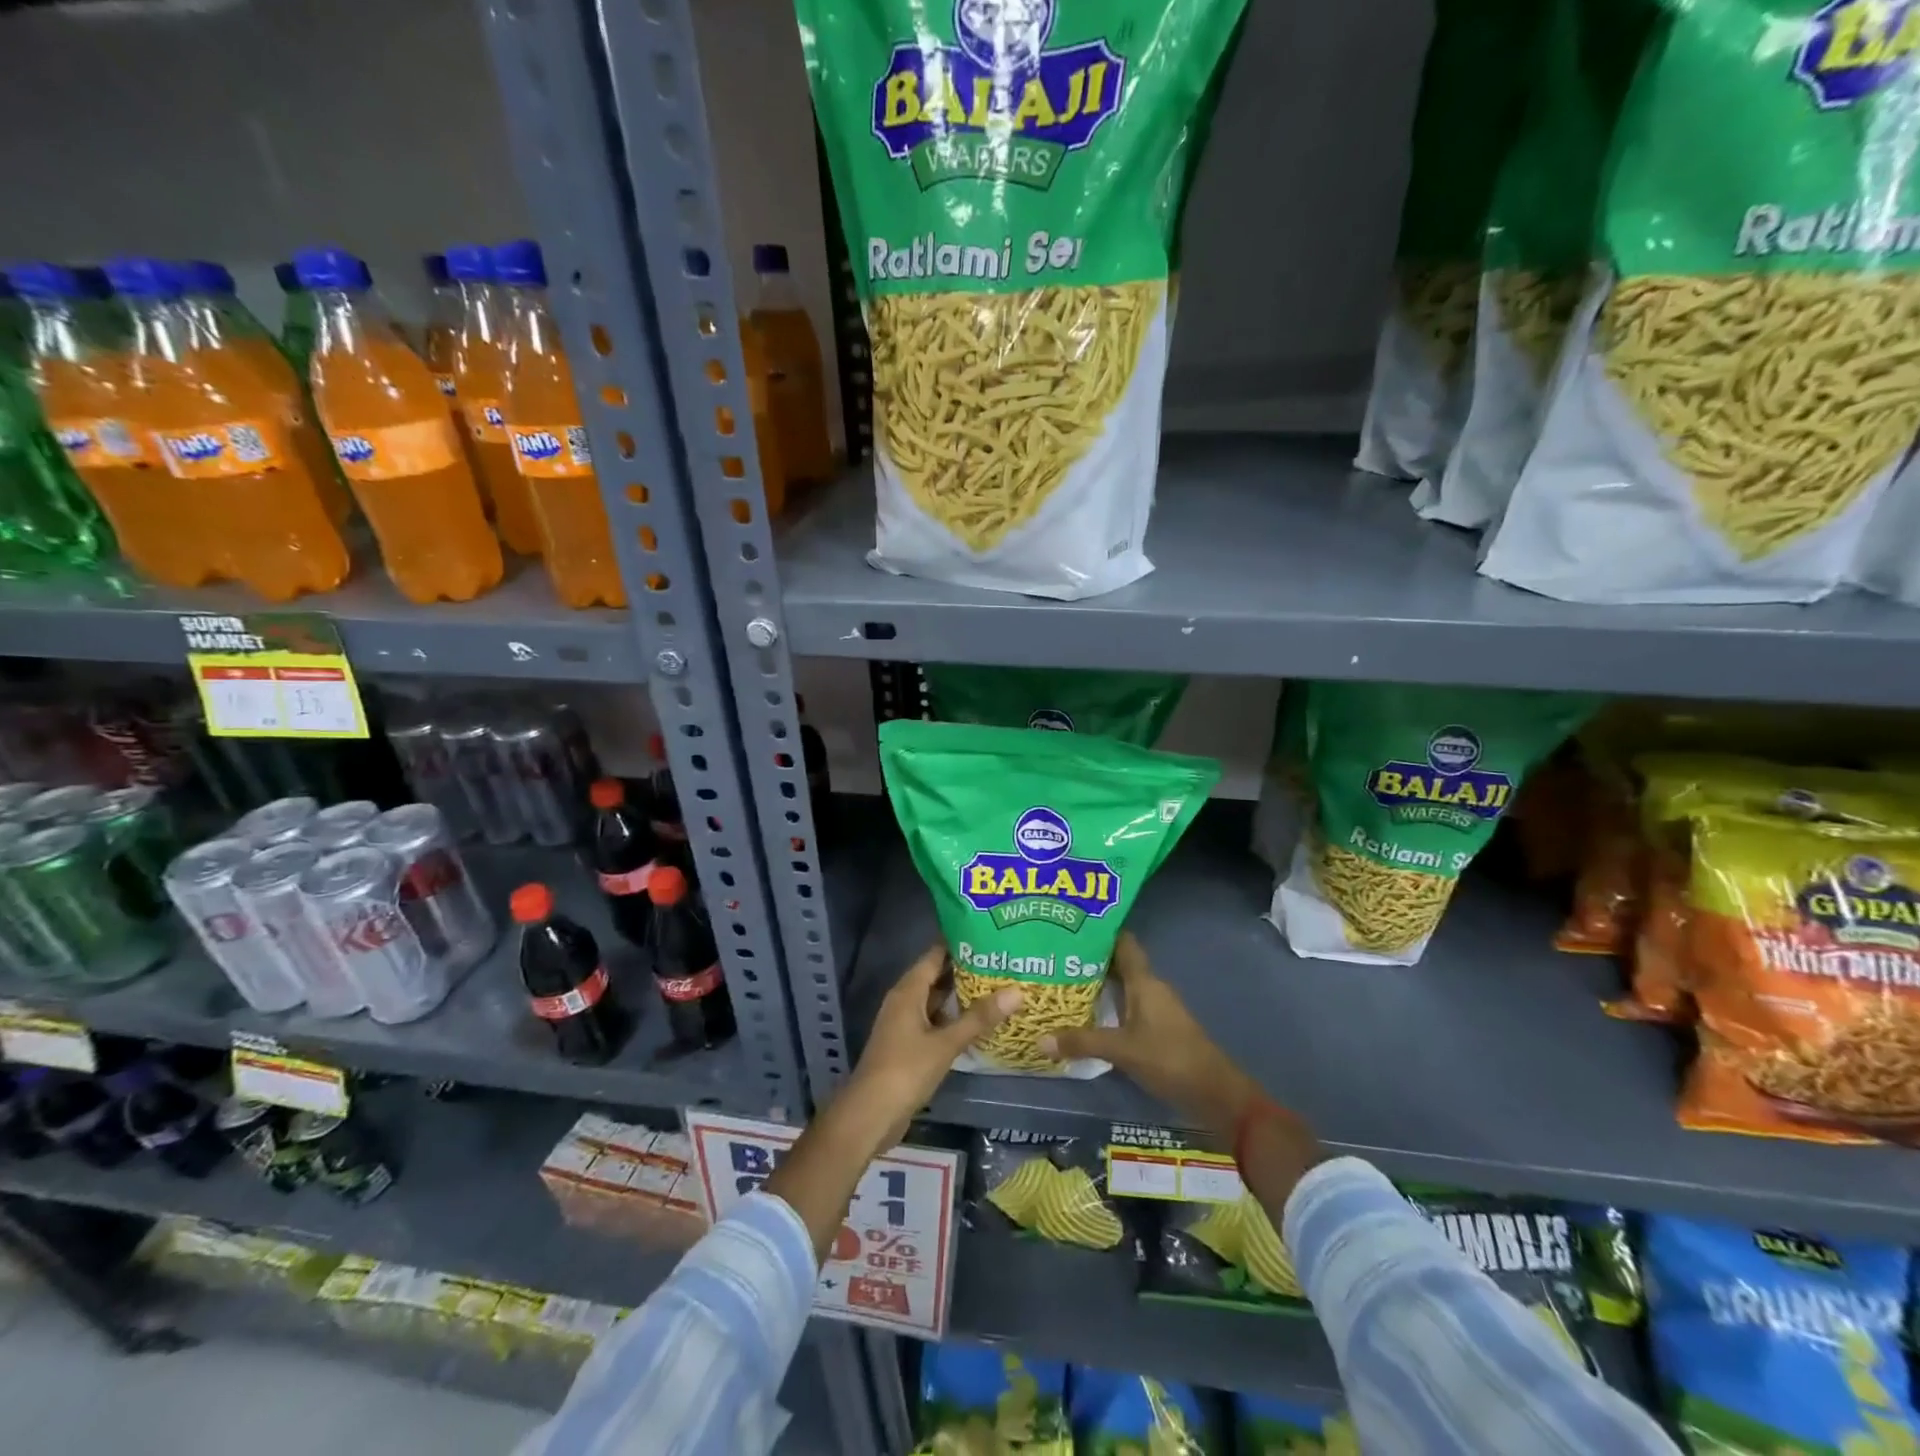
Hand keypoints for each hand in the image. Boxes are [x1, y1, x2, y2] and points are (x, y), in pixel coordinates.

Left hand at [841, 943, 1021, 1152]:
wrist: (870, 1114)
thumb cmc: (905, 1070)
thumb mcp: (946, 1043)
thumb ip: (979, 1018)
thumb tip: (1016, 991)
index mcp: (908, 991)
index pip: (935, 955)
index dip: (959, 943)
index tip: (989, 935)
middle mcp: (904, 1001)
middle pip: (937, 976)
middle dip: (966, 969)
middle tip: (1002, 961)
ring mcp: (905, 1024)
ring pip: (937, 1001)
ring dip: (962, 996)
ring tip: (998, 986)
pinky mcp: (909, 1045)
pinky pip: (935, 1022)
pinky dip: (954, 1019)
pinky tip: (979, 1022)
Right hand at [1038, 931, 1262, 1140]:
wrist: (1215, 1093)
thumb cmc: (1170, 1058)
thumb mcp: (1122, 1050)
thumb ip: (1082, 1042)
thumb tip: (1039, 1038)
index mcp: (1144, 981)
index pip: (1123, 942)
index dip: (1099, 931)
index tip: (1070, 924)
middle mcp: (1150, 988)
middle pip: (1118, 963)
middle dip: (1089, 959)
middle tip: (1053, 956)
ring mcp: (1155, 1009)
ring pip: (1122, 986)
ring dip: (1096, 984)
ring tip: (1061, 982)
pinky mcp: (1157, 1029)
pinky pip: (1126, 1006)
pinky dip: (1107, 1006)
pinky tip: (1085, 1014)